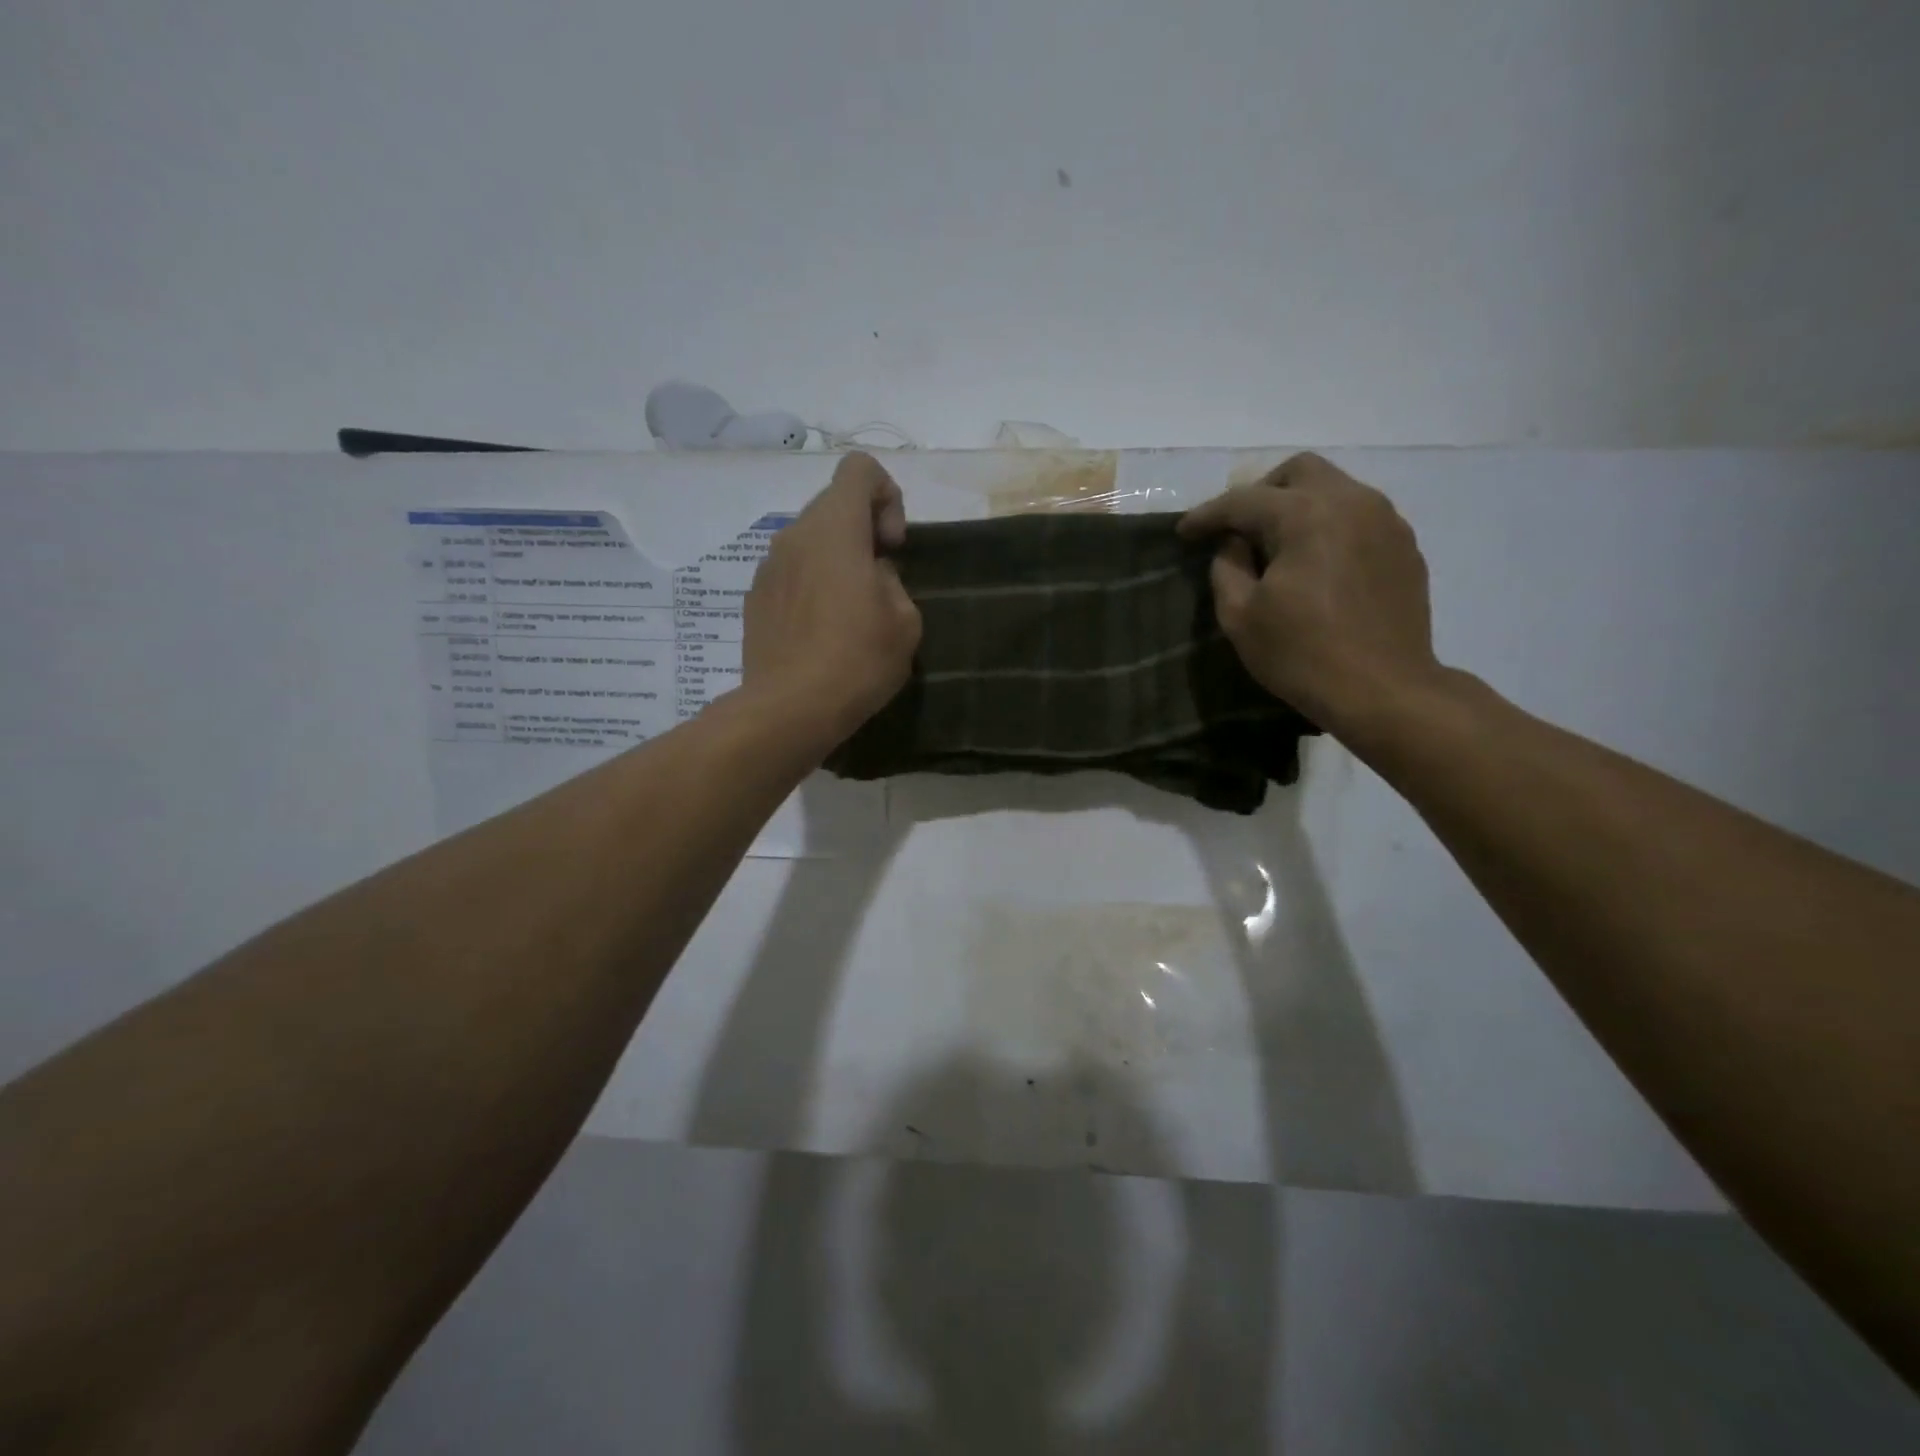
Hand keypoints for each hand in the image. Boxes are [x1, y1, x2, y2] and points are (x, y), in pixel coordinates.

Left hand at [741, 452, 922, 746]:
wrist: (789, 709)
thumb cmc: (857, 660)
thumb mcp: (905, 620)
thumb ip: (892, 580)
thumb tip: (872, 575)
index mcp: (834, 528)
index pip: (859, 469)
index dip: (887, 496)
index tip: (893, 545)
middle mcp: (794, 535)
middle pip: (833, 505)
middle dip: (863, 531)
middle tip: (880, 580)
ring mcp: (767, 567)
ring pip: (809, 542)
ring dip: (836, 561)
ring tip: (851, 612)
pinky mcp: (755, 599)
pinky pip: (791, 574)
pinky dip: (812, 586)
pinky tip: (822, 632)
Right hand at [1178, 453, 1444, 736]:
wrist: (1384, 691)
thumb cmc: (1302, 655)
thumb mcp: (1240, 616)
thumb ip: (1227, 567)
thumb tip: (1234, 544)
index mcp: (1306, 515)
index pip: (1244, 500)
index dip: (1207, 515)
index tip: (1183, 532)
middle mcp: (1351, 502)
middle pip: (1299, 472)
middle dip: (1261, 493)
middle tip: (1238, 530)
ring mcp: (1386, 521)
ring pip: (1334, 489)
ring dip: (1298, 507)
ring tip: (1278, 548)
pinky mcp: (1404, 547)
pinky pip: (1359, 517)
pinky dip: (1329, 527)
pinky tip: (1317, 565)